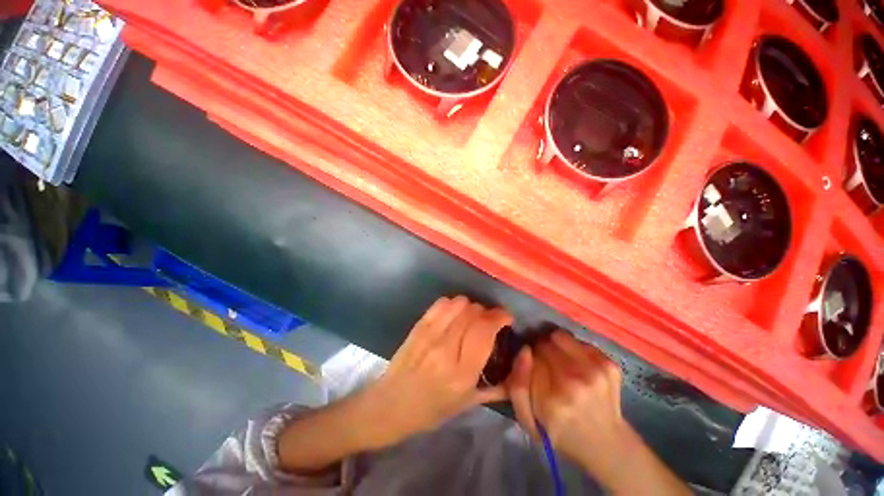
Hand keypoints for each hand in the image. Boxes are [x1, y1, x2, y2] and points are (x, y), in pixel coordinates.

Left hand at [365, 296, 512, 445]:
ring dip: (471, 306)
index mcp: (462, 372)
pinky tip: (454, 314)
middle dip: (487, 312)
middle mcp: (446, 348)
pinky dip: (453, 304)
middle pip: (473, 312)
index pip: (485, 330)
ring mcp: (430, 334)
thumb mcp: (467, 404)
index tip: (506, 318)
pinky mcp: (419, 326)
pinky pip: (441, 303)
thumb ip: (497, 388)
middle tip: (488, 321)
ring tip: (471, 317)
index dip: (500, 317)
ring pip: (459, 304)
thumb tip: (519, 371)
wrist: (391, 404)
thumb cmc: (432, 409)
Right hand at [508, 330, 625, 466]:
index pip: (529, 358)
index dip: (527, 360)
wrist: (607, 443)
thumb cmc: (560, 432)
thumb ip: (517, 386)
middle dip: (540, 351)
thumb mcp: (528, 420)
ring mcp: (595, 372)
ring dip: (555, 346)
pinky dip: (573, 349)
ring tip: (560, 362)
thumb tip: (524, 350)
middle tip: (545, 366)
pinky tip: (577, 366)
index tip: (531, 369)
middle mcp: (574, 383)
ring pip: (559, 337)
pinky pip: (578, 341)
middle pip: (544, 344)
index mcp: (551, 401)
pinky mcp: (610, 365)